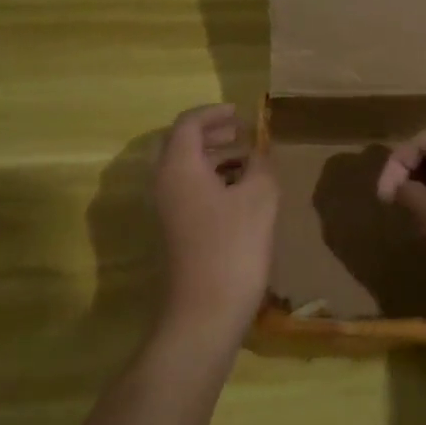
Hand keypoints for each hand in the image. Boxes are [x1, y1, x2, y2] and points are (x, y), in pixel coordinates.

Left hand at [154, 104, 277, 334]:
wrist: (206, 311)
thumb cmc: (233, 247)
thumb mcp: (259, 197)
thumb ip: (260, 165)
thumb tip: (259, 152)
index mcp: (179, 167)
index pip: (188, 124)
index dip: (214, 113)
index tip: (241, 113)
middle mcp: (164, 183)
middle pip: (180, 144)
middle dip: (210, 133)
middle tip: (241, 132)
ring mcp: (167, 210)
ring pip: (184, 169)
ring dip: (212, 157)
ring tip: (245, 159)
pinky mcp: (175, 231)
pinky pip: (188, 190)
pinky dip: (211, 179)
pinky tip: (239, 192)